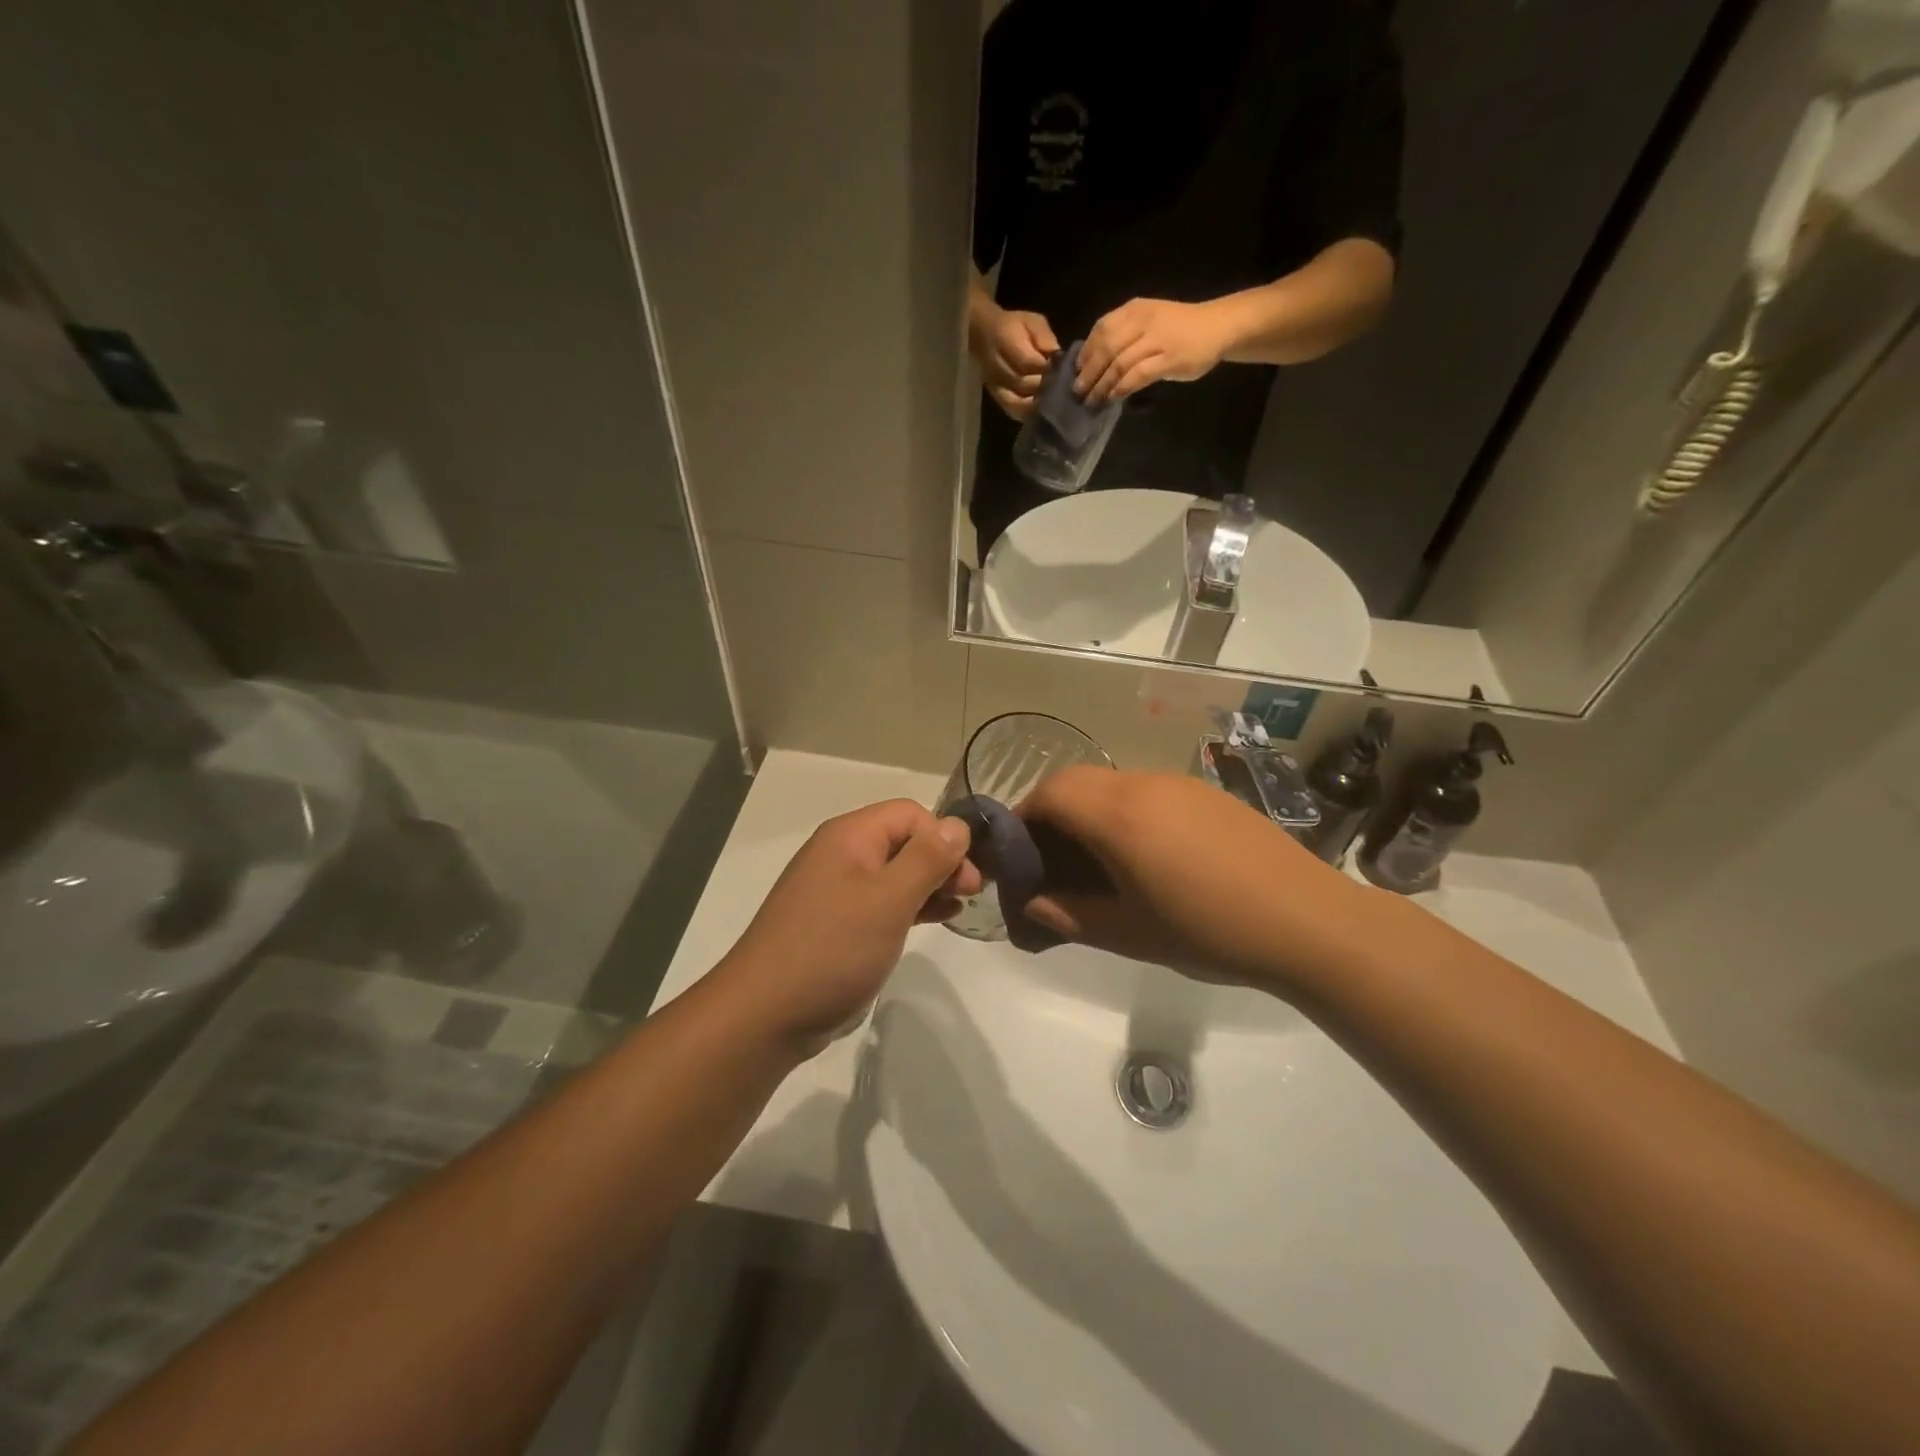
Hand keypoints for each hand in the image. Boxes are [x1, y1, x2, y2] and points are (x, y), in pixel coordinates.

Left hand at [713, 801, 980, 1048]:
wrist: (766, 1014)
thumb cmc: (832, 949)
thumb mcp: (889, 900)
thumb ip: (927, 858)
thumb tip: (958, 825)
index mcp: (850, 836)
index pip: (911, 814)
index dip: (944, 837)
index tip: (968, 877)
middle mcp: (842, 854)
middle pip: (904, 840)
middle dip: (941, 860)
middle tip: (971, 893)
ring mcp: (837, 890)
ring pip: (895, 872)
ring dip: (930, 884)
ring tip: (959, 906)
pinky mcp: (837, 923)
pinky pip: (882, 901)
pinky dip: (911, 905)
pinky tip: (936, 919)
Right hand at [969, 300, 1059, 419]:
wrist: (983, 334)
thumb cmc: (1014, 326)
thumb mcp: (1032, 321)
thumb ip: (1045, 338)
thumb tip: (1058, 357)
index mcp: (1006, 340)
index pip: (1029, 362)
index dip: (1047, 368)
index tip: (1064, 370)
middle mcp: (997, 366)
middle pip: (1024, 384)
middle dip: (1045, 387)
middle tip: (1063, 389)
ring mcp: (995, 385)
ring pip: (1018, 402)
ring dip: (1037, 404)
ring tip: (1054, 403)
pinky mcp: (996, 397)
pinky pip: (1012, 411)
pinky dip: (1027, 414)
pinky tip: (1040, 412)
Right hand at [1017, 768, 1374, 990]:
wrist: (1309, 922)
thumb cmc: (1210, 931)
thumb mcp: (1130, 933)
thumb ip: (1071, 916)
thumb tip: (1033, 904)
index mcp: (1119, 816)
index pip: (1049, 793)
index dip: (1022, 817)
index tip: (1017, 854)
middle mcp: (1144, 785)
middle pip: (1077, 780)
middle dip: (1051, 811)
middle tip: (1050, 858)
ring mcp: (1180, 784)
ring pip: (1113, 782)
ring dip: (1090, 810)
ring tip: (1097, 860)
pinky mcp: (1208, 794)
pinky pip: (1147, 790)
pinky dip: (1125, 810)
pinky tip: (1147, 855)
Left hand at [1075, 298, 1232, 403]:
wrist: (1217, 327)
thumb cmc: (1179, 328)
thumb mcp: (1148, 322)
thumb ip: (1124, 336)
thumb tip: (1094, 363)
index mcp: (1134, 310)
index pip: (1101, 330)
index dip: (1085, 353)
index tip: (1076, 372)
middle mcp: (1142, 321)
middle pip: (1106, 349)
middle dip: (1088, 373)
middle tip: (1078, 392)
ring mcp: (1156, 339)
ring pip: (1119, 364)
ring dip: (1101, 386)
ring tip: (1091, 401)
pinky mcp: (1168, 359)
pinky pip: (1137, 375)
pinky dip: (1121, 388)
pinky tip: (1112, 398)